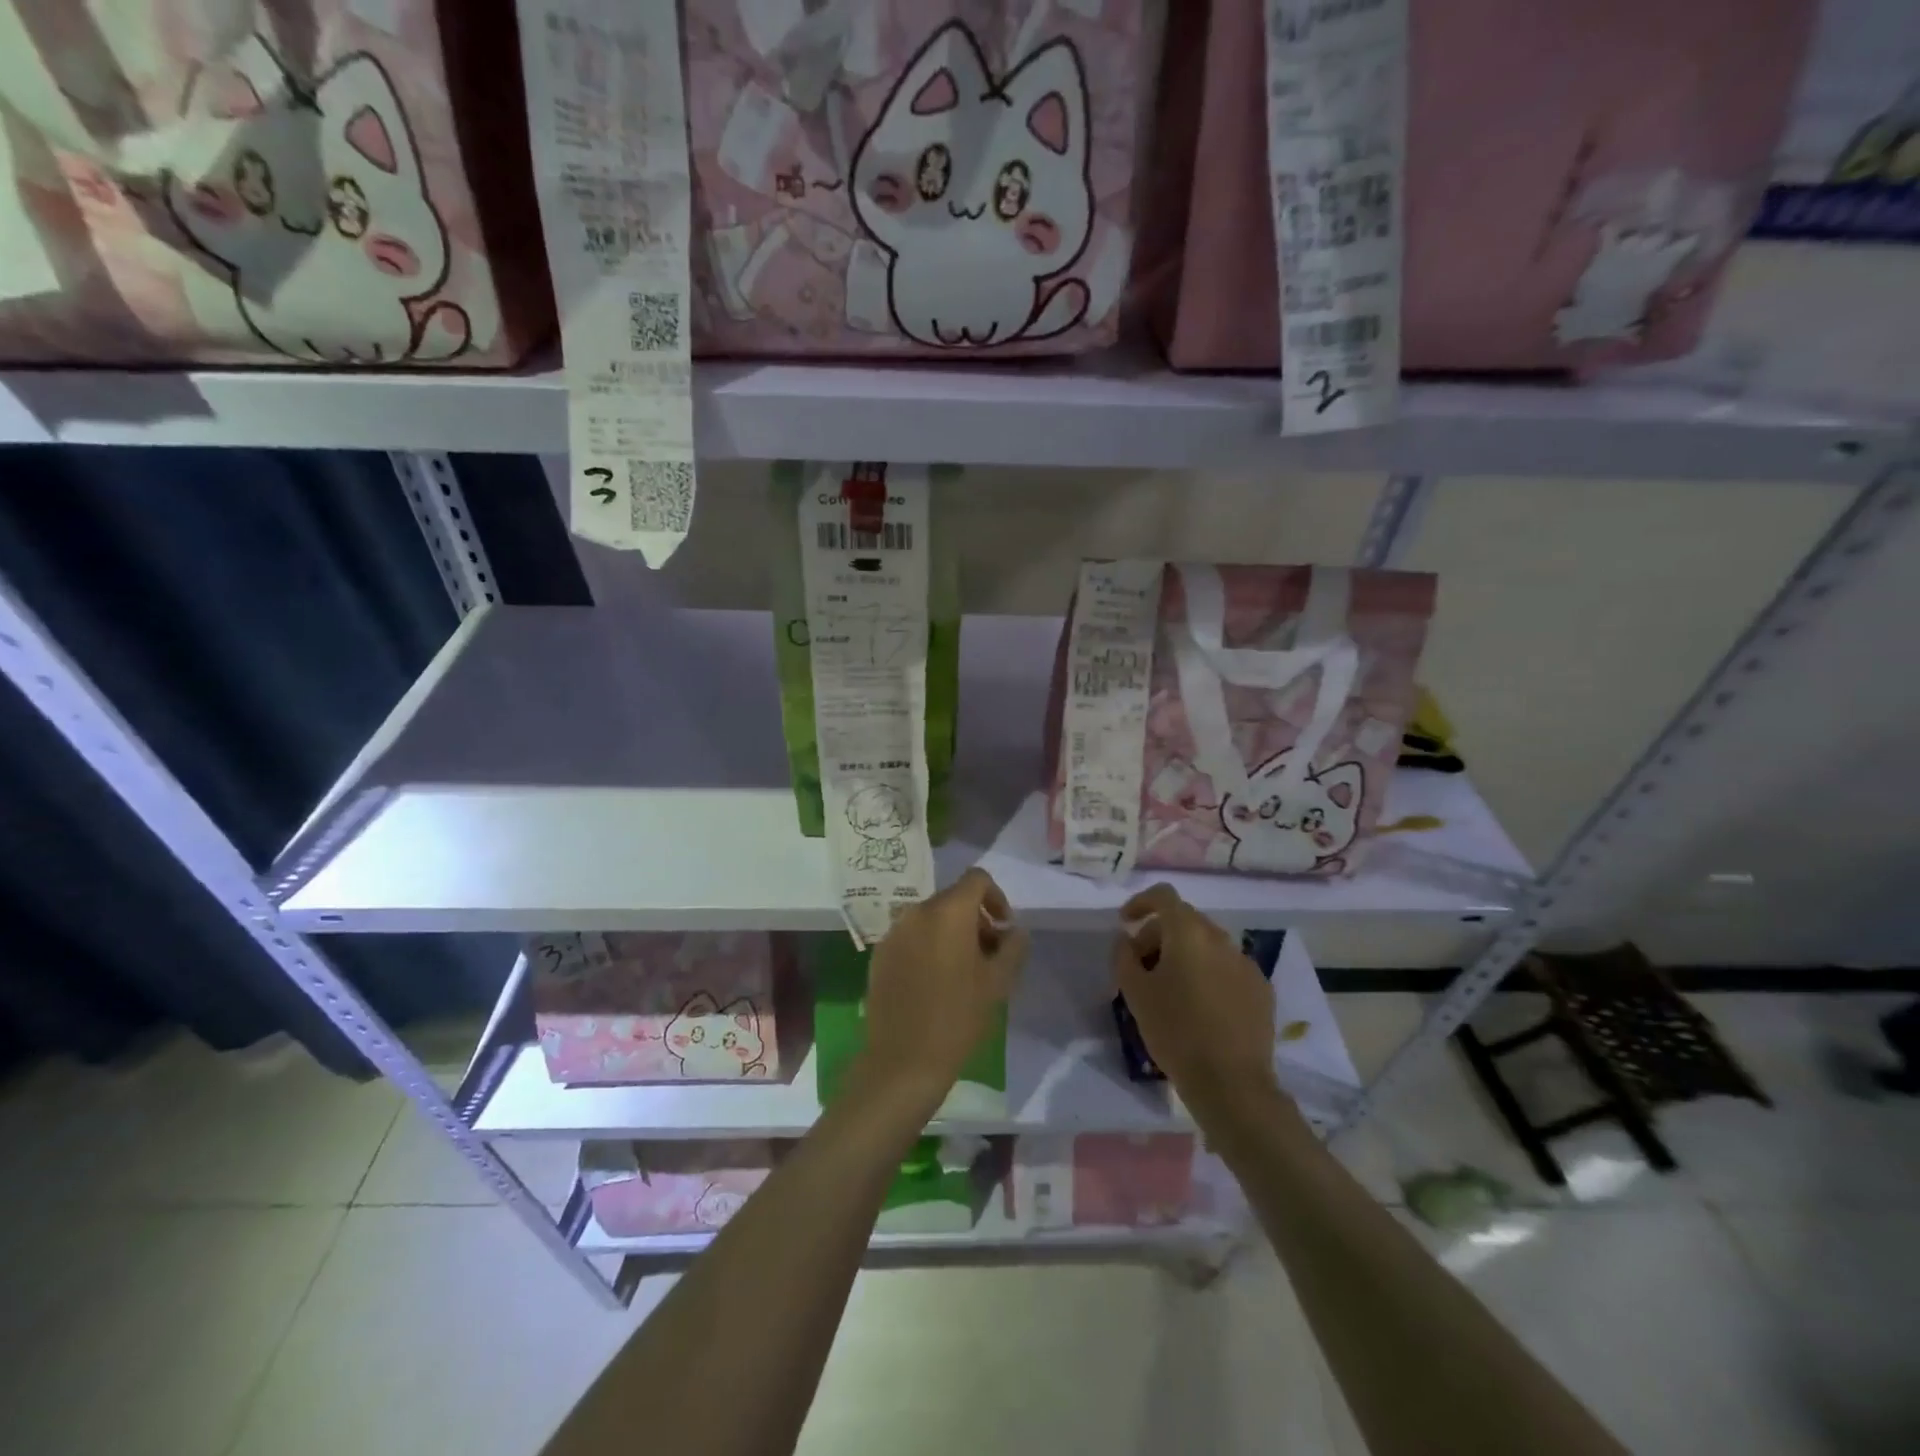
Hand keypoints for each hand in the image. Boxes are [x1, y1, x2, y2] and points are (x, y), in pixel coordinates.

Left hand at [854, 868, 1028, 1115]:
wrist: (903, 1061)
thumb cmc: (958, 1017)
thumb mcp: (998, 982)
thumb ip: (1013, 947)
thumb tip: (1014, 931)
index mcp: (948, 911)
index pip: (977, 879)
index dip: (997, 898)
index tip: (1004, 929)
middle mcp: (917, 912)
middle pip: (953, 899)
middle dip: (975, 920)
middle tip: (989, 955)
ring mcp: (894, 932)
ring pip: (930, 919)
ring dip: (951, 934)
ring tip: (963, 972)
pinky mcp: (879, 954)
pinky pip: (911, 938)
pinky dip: (927, 947)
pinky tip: (934, 983)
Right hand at [1111, 884, 1278, 1108]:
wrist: (1231, 1083)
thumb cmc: (1175, 1031)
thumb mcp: (1135, 993)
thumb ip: (1124, 956)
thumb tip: (1126, 939)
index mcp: (1189, 933)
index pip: (1164, 896)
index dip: (1141, 902)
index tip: (1125, 923)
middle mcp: (1221, 938)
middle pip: (1185, 920)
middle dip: (1159, 935)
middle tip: (1142, 966)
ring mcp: (1246, 963)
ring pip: (1208, 945)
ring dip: (1185, 955)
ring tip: (1171, 989)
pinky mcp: (1261, 989)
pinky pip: (1228, 968)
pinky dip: (1209, 974)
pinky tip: (1201, 1007)